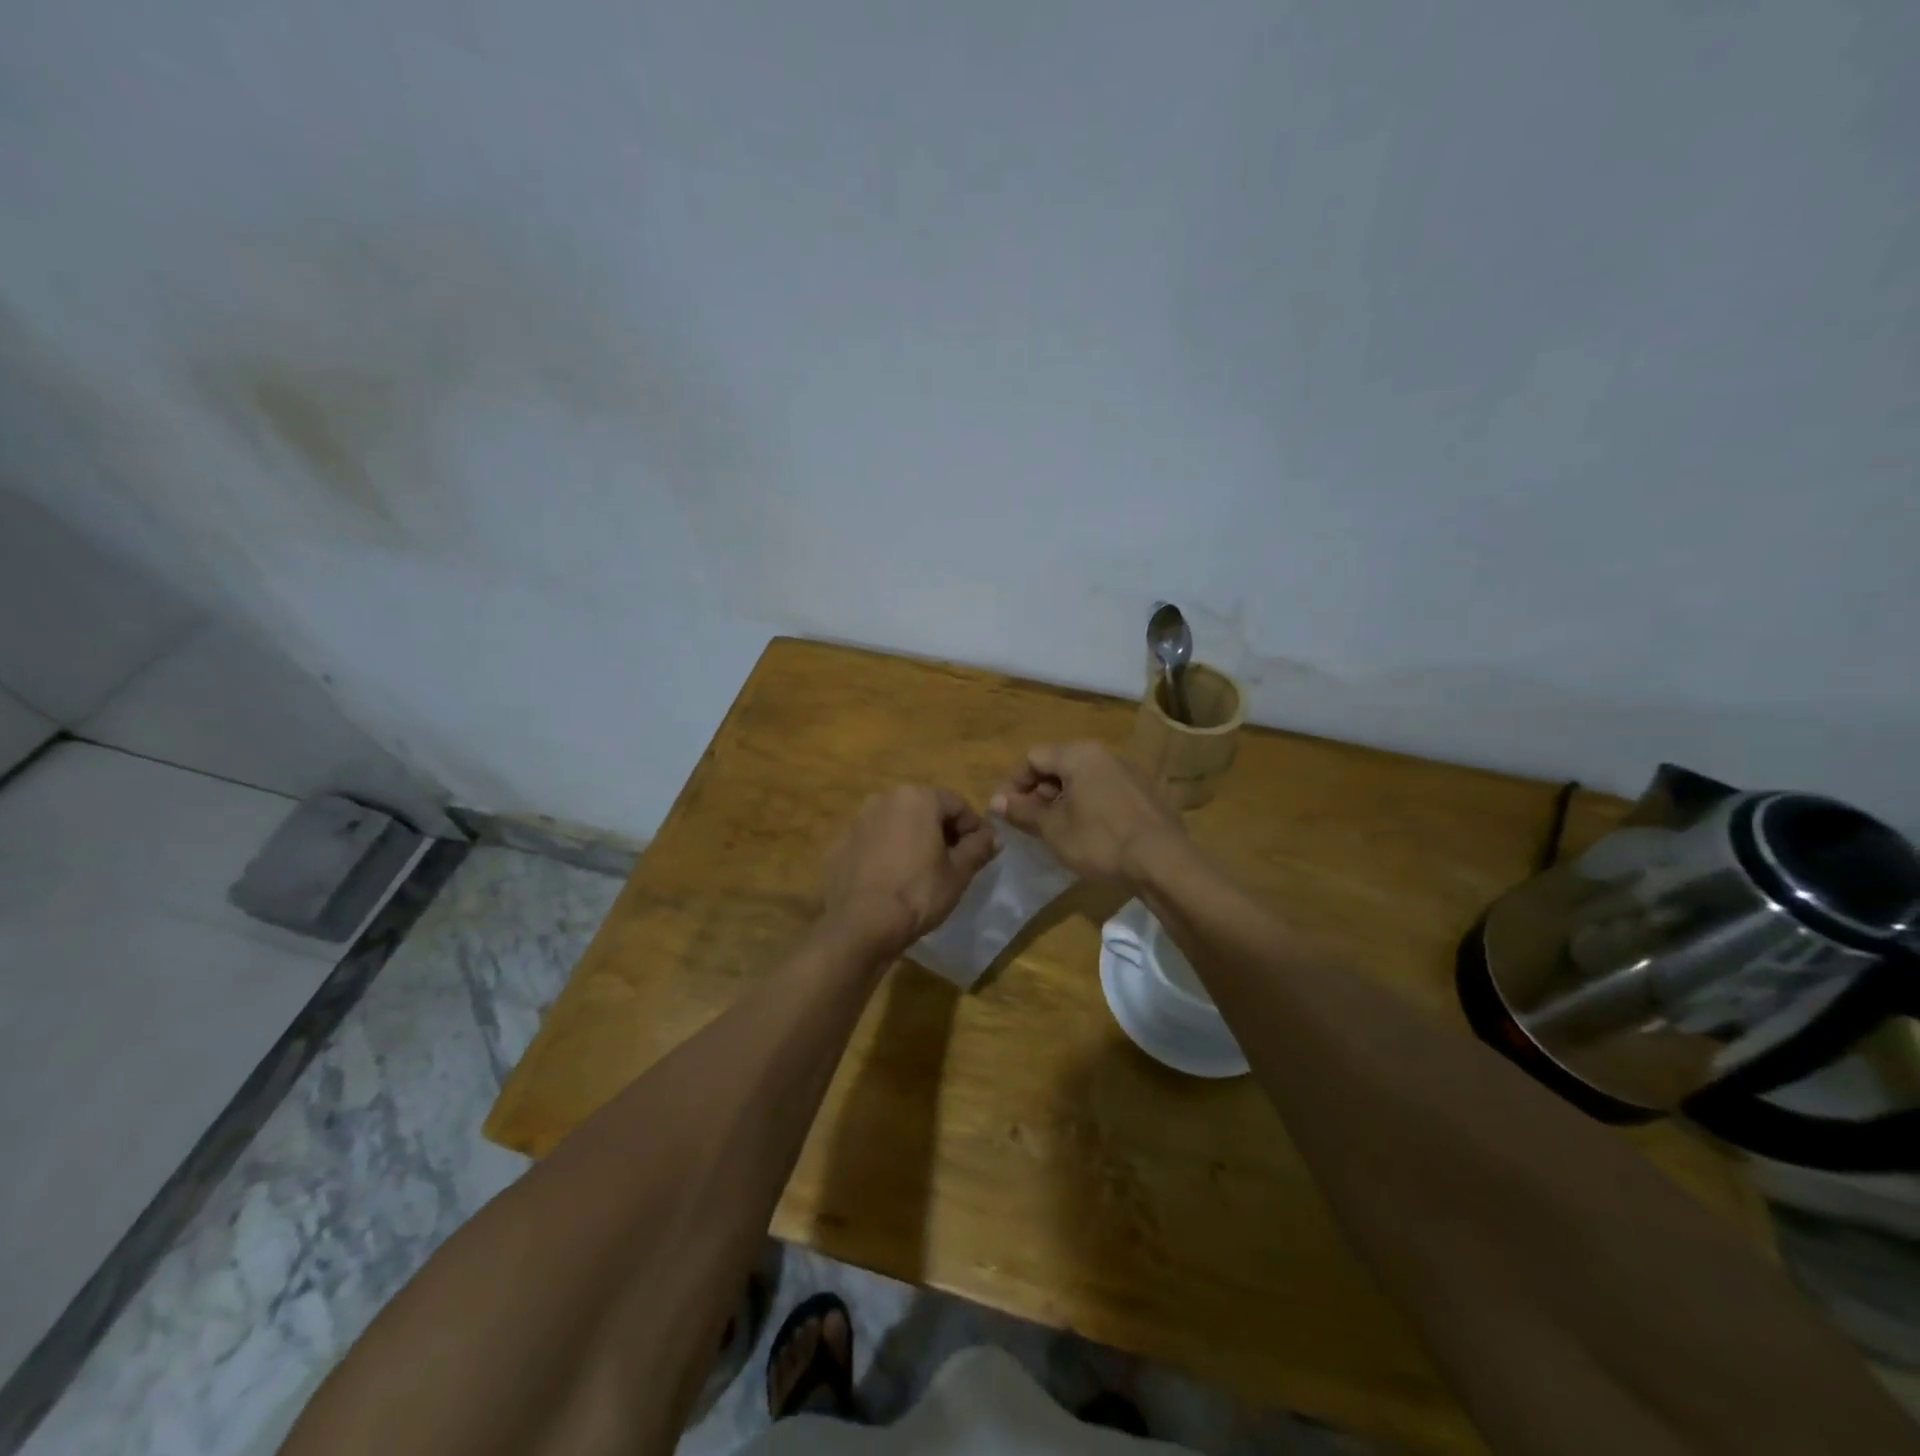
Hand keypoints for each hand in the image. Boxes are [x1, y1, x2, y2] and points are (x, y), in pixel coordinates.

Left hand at [820, 785, 997, 953]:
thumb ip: (978, 847)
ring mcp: (857, 820)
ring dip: (912, 839)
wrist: (861, 925)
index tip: (980, 852)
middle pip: (924, 809)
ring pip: (896, 824)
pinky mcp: (839, 844)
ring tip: (920, 871)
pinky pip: (872, 841)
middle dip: (940, 831)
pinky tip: (891, 879)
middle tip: (952, 861)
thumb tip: (992, 837)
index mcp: (917, 797)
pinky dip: (885, 852)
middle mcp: (884, 798)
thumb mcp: (959, 872)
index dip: (972, 827)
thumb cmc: (918, 892)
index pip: (957, 804)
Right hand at [989, 742, 1186, 883]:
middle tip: (1028, 821)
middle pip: (1059, 764)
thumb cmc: (1100, 840)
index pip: (1033, 757)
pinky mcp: (1145, 792)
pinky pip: (1105, 790)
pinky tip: (1087, 832)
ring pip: (1083, 778)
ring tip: (1055, 829)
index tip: (1005, 811)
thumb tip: (996, 802)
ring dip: (1062, 799)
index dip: (1014, 783)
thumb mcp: (1053, 829)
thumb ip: (1022, 811)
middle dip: (1038, 791)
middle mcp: (1105, 754)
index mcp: (1079, 754)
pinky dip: (1088, 804)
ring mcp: (1129, 772)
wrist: (1163, 861)